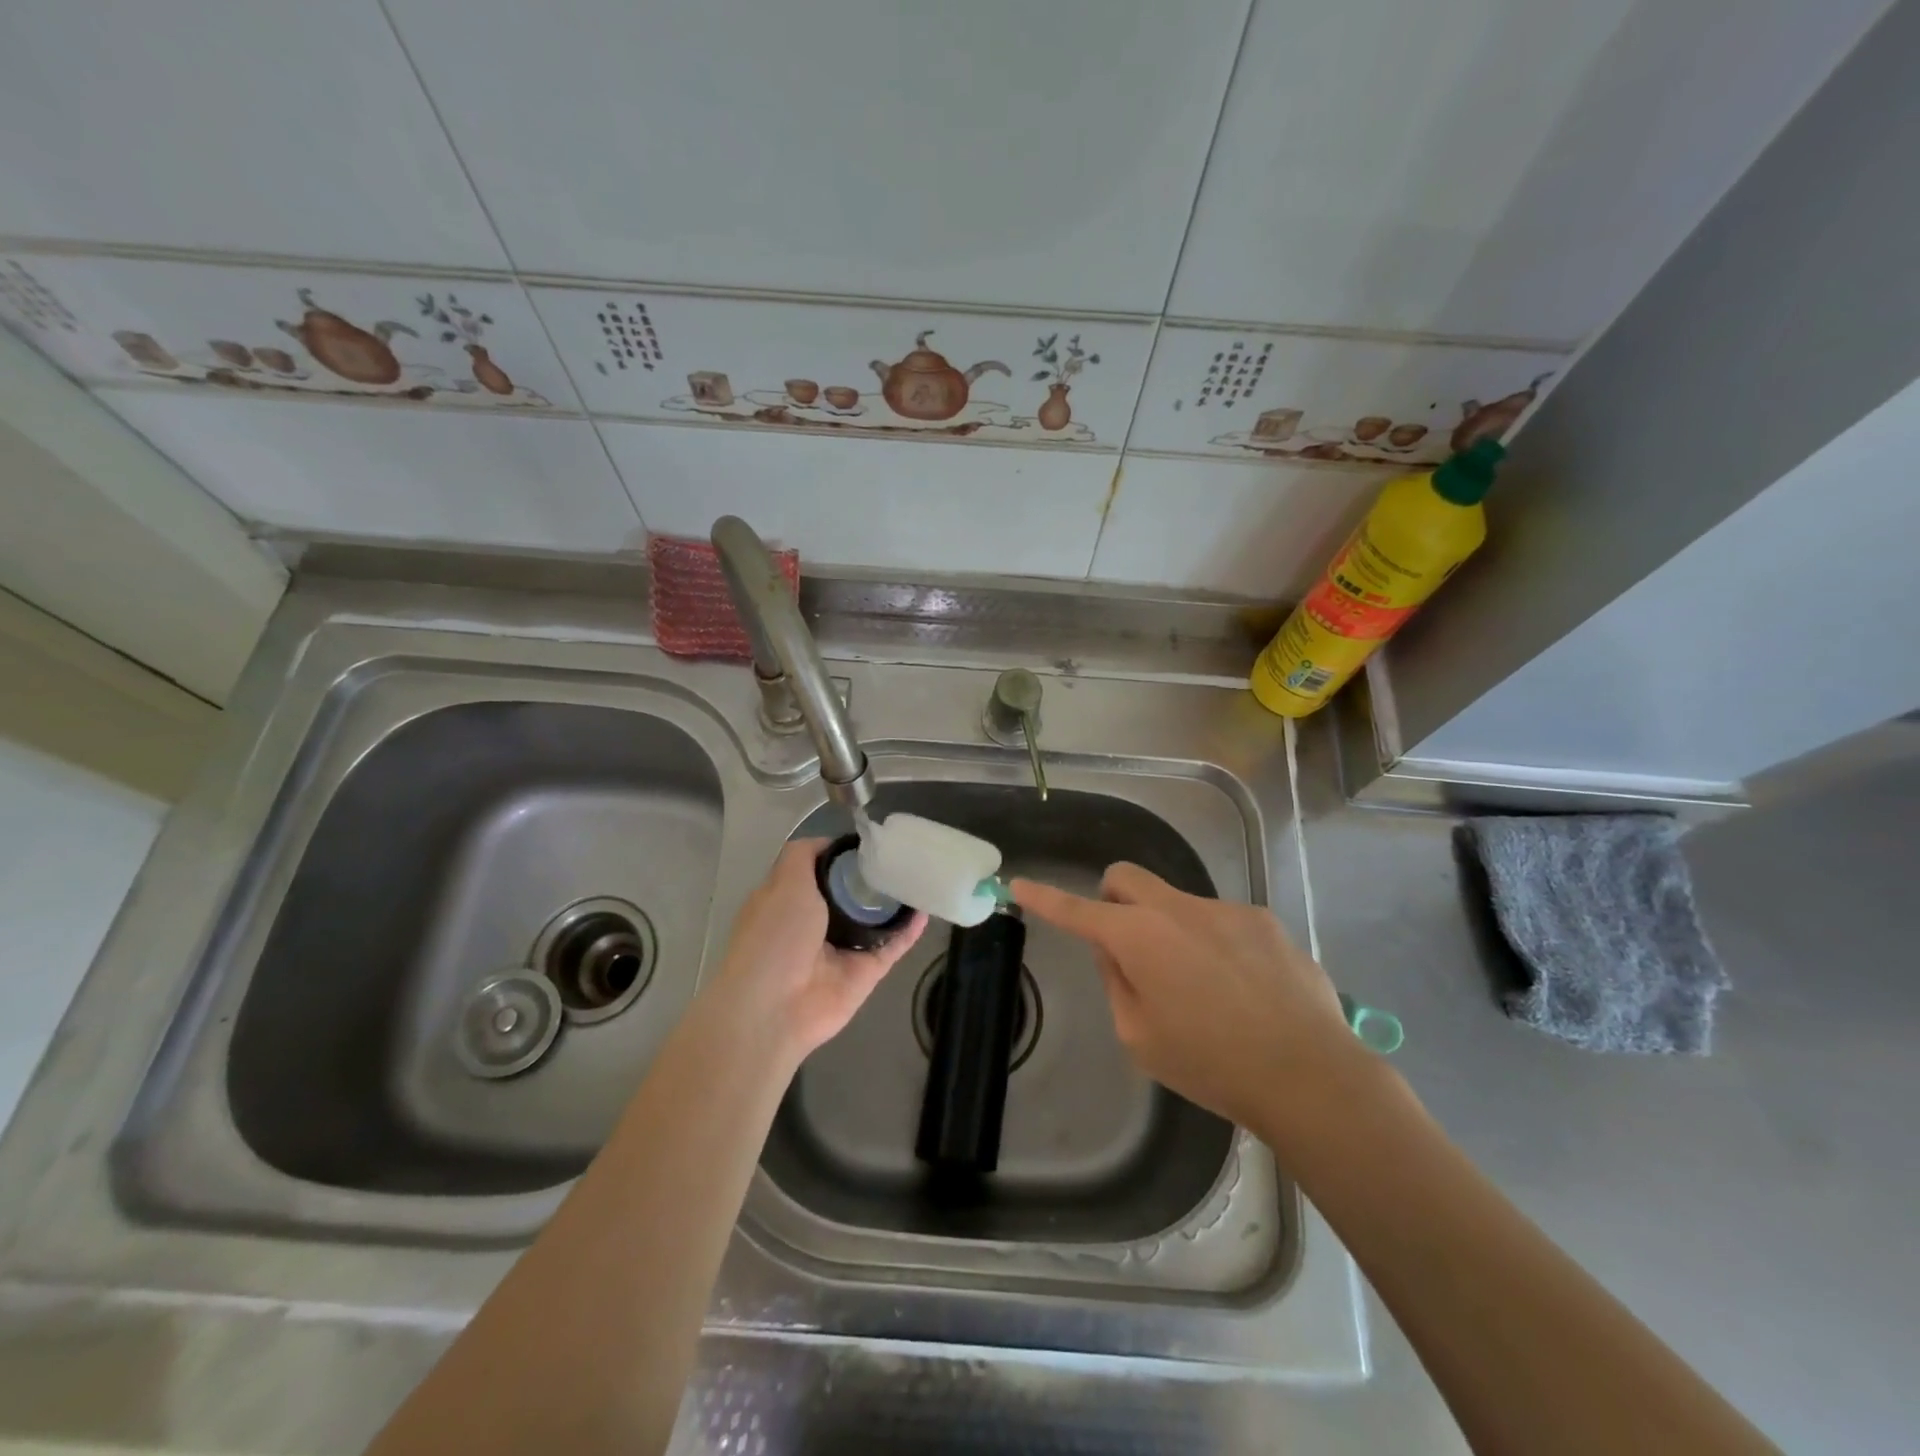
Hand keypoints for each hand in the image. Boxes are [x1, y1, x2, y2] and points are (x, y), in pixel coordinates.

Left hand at [710, 838, 926, 1063]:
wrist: (776, 1008)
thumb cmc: (774, 937)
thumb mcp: (782, 882)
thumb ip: (803, 856)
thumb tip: (829, 842)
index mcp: (791, 901)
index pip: (822, 870)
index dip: (844, 855)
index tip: (871, 839)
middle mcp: (817, 923)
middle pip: (853, 894)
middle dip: (874, 876)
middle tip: (903, 854)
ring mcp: (844, 949)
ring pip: (876, 919)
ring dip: (896, 901)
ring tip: (921, 874)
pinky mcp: (867, 971)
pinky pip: (893, 946)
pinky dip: (910, 929)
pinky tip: (926, 907)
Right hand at [1012, 863, 1354, 1132]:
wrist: (1309, 1074)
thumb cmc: (1211, 1064)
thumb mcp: (1141, 1037)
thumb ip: (1117, 982)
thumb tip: (1114, 949)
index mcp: (1139, 937)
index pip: (1077, 910)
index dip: (1045, 899)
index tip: (1020, 884)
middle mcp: (1178, 908)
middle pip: (1126, 878)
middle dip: (1112, 899)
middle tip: (1126, 945)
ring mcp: (1226, 909)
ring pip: (1177, 904)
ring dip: (1171, 931)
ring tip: (1206, 990)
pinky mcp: (1265, 921)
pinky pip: (1221, 922)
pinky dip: (1215, 945)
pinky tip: (1244, 990)